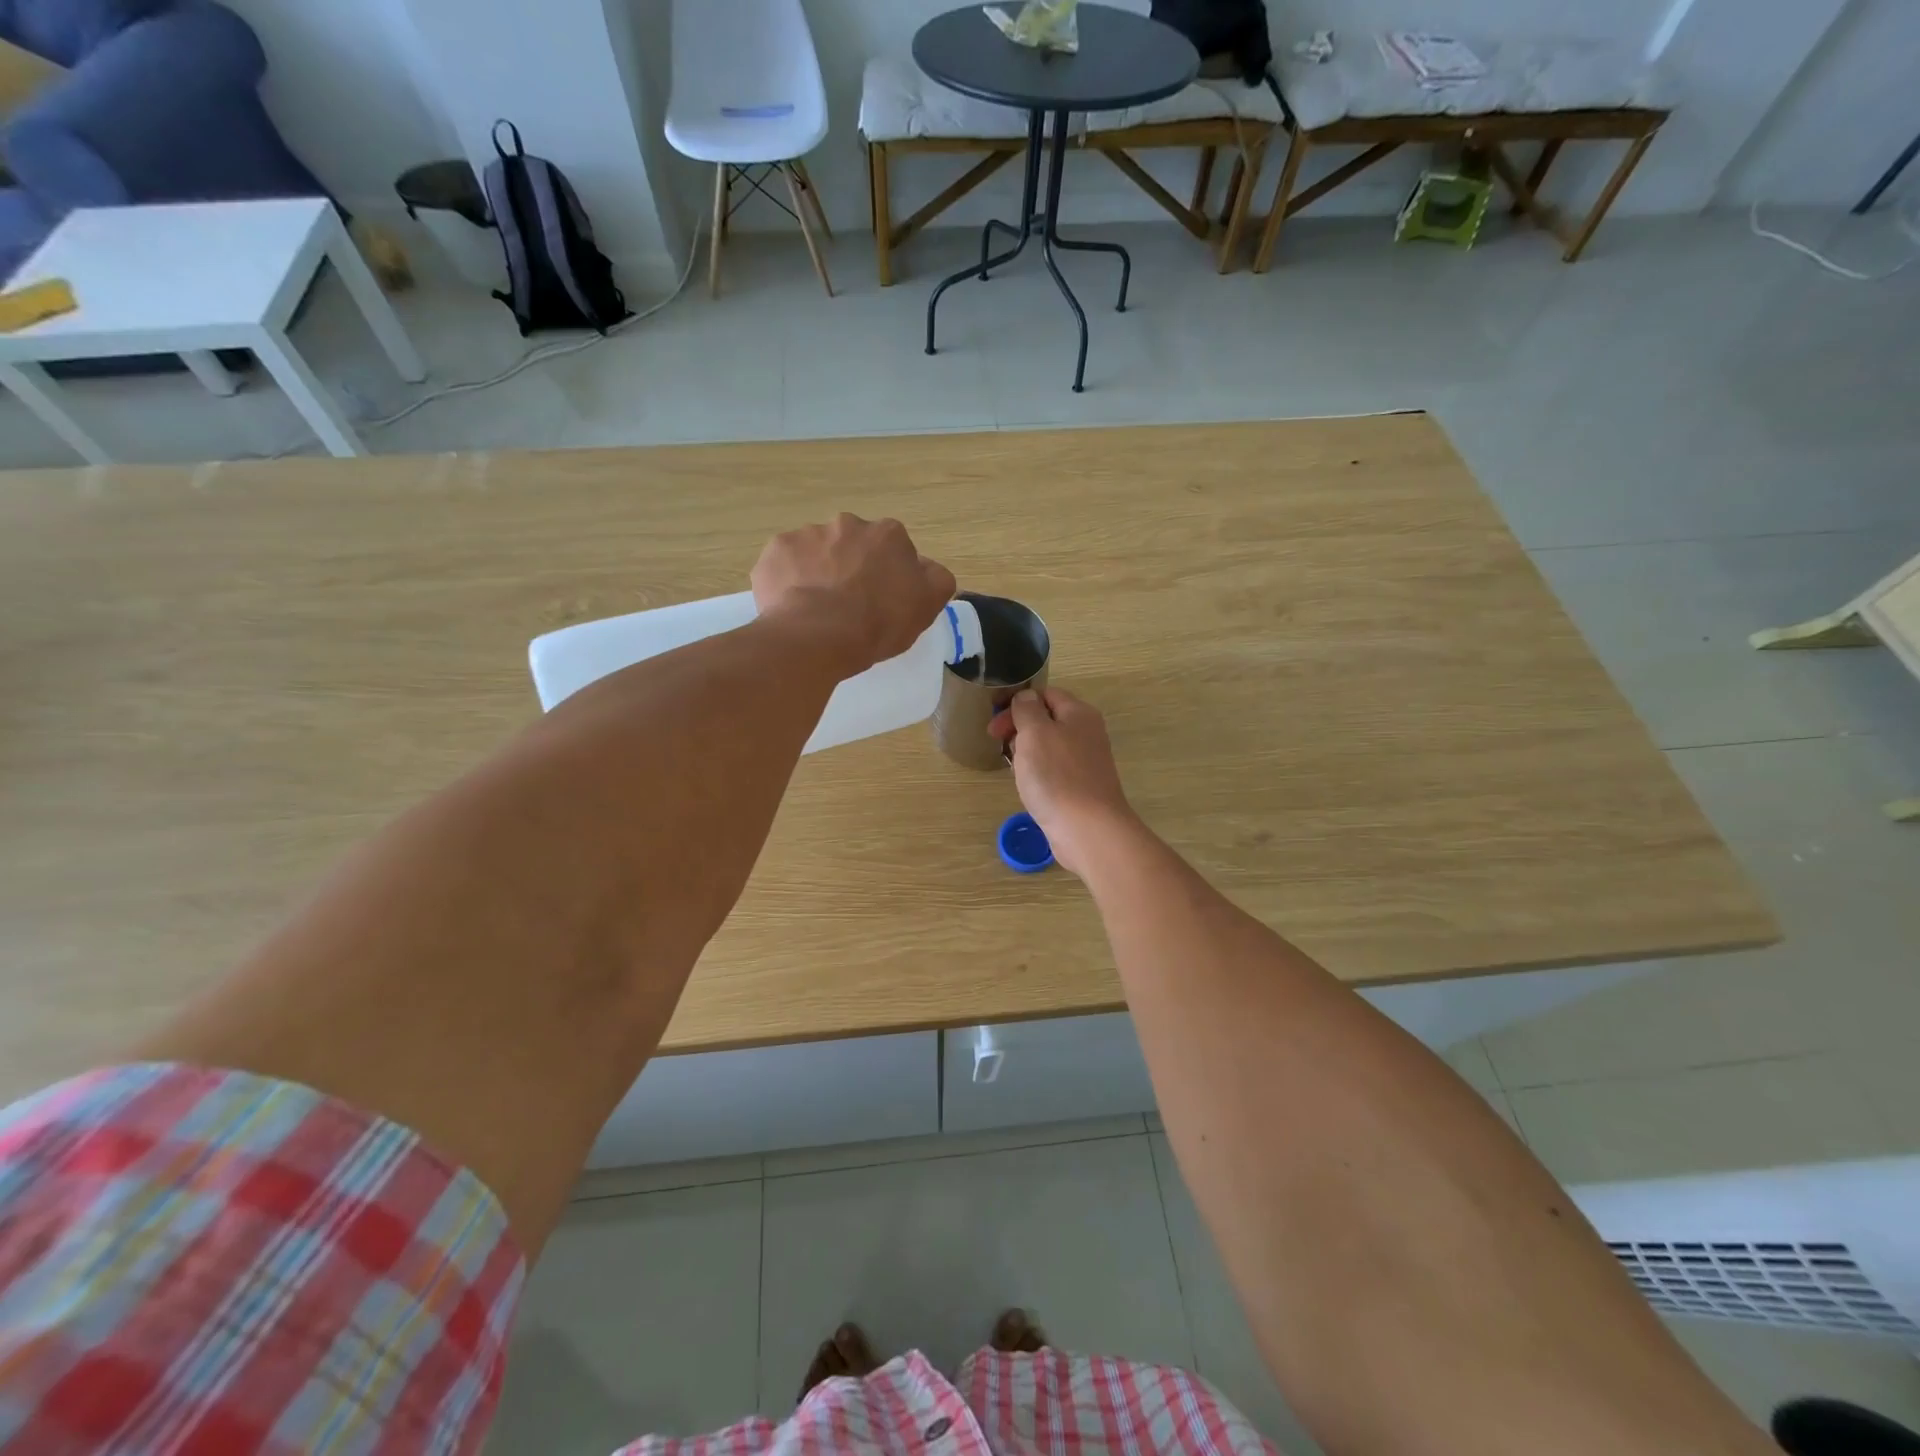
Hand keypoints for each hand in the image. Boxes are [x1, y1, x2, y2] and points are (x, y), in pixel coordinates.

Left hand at [752, 515, 956, 676]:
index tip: (882, 600)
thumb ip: (935, 579)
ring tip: (817, 610)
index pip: (893, 549)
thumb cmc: (879, 622)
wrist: (818, 635)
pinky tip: (792, 607)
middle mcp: (848, 524)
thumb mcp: (926, 606)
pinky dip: (788, 581)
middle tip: (848, 605)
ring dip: (818, 572)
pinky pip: (784, 565)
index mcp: (888, 534)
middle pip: (852, 545)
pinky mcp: (775, 551)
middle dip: (850, 566)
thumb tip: (926, 568)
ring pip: (816, 552)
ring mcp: (807, 534)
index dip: (888, 575)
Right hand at [988, 687, 1138, 876]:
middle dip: (1019, 727)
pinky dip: (1037, 773)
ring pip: (1048, 746)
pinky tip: (1028, 786)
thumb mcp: (1035, 732)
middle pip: (1047, 719)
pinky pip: (1054, 770)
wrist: (1087, 829)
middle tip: (998, 743)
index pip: (1046, 694)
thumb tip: (1026, 698)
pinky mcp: (1081, 787)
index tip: (995, 722)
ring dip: (1026, 752)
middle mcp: (1087, 733)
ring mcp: (1086, 762)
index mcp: (1079, 713)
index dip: (1018, 702)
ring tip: (1011, 766)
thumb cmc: (1056, 776)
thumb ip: (1027, 709)